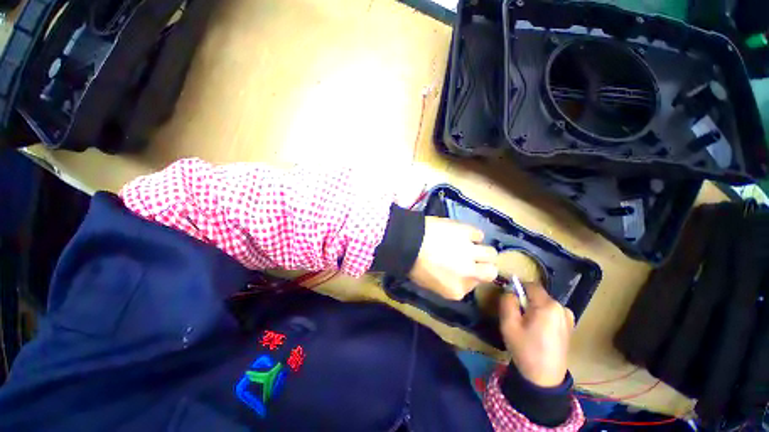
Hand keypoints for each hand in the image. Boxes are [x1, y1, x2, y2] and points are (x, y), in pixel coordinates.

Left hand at [408, 217, 498, 299]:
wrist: (406, 243)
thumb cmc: (412, 265)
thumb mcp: (428, 283)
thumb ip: (448, 284)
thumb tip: (456, 275)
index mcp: (456, 290)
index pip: (474, 286)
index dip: (469, 277)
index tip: (461, 270)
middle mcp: (468, 274)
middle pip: (490, 272)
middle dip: (484, 267)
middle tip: (474, 260)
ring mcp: (469, 252)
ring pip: (491, 254)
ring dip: (482, 251)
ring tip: (470, 246)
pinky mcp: (466, 232)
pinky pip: (479, 234)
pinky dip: (472, 234)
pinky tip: (463, 234)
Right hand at [499, 283, 574, 387]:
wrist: (544, 378)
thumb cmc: (525, 349)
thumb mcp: (508, 324)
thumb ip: (507, 302)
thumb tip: (509, 290)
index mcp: (548, 306)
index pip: (530, 285)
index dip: (517, 288)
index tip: (510, 300)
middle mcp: (561, 307)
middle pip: (537, 294)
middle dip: (525, 300)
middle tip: (517, 316)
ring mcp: (568, 317)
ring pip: (543, 302)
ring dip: (533, 308)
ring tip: (527, 325)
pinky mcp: (569, 325)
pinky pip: (551, 311)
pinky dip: (542, 315)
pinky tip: (538, 330)